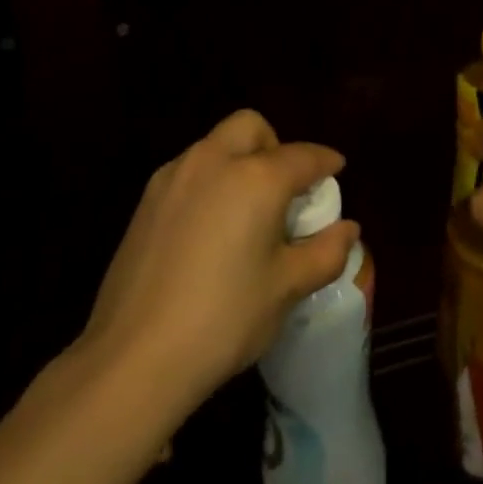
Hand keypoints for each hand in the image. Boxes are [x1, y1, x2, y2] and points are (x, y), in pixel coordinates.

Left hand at [76, 110, 357, 415]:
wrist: (135, 356)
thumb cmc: (224, 319)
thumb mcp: (286, 288)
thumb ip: (325, 252)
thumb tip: (348, 229)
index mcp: (255, 177)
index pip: (302, 155)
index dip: (325, 161)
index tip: (336, 170)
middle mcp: (213, 161)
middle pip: (250, 127)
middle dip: (274, 145)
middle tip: (285, 188)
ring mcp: (173, 177)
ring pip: (215, 144)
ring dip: (239, 160)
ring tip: (248, 209)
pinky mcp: (146, 201)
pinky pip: (189, 171)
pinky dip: (210, 181)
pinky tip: (210, 227)